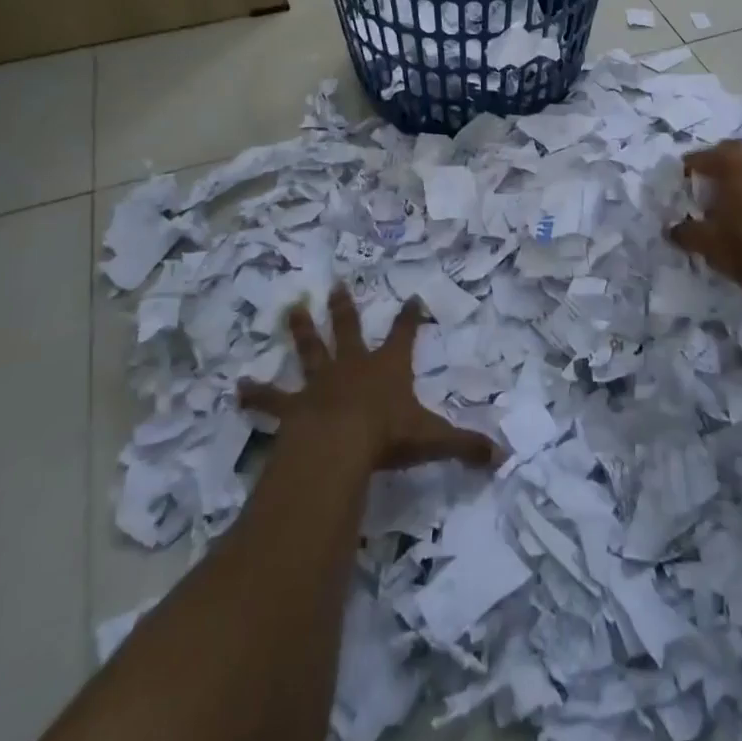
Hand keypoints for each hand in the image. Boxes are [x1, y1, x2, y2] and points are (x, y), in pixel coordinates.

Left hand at [238, 286, 499, 473]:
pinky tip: (237, 388)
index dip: (411, 317)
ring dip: (301, 331)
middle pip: (349, 330)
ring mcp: (321, 382)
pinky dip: (256, 394)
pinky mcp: (294, 407)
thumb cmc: (387, 436)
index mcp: (388, 368)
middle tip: (335, 286)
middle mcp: (353, 366)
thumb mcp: (434, 439)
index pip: (405, 335)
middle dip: (344, 309)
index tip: (413, 297)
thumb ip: (467, 445)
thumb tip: (504, 455)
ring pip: (310, 350)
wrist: (338, 447)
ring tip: (291, 309)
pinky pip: (272, 399)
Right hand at [667, 139, 741, 303]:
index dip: (684, 183)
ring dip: (737, 184)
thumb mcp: (711, 245)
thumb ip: (685, 232)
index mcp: (732, 156)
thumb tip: (673, 229)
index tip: (682, 205)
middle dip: (712, 180)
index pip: (695, 161)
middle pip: (723, 159)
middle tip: (703, 209)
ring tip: (730, 213)